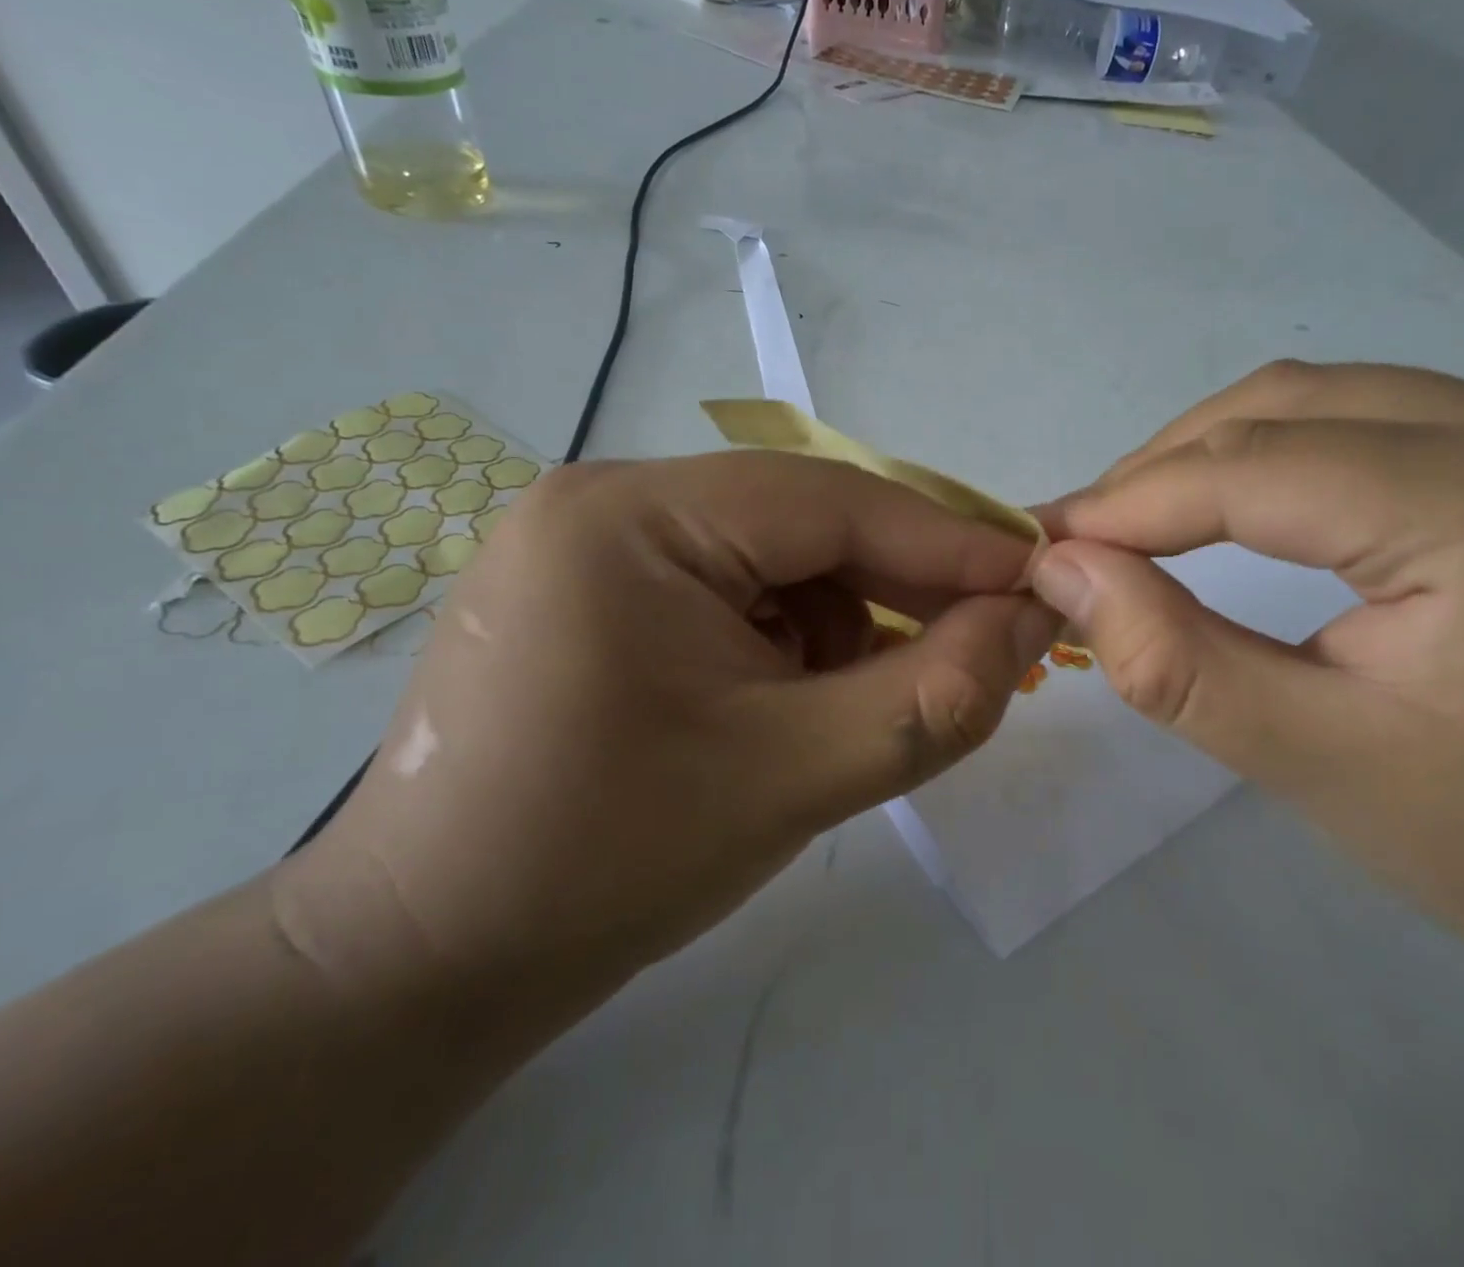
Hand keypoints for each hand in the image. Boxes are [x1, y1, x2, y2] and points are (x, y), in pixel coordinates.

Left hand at [282, 453, 1058, 1019]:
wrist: (425, 964)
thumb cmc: (604, 865)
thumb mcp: (796, 777)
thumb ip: (936, 697)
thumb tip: (1034, 621)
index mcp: (631, 515)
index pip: (831, 501)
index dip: (948, 542)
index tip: (1038, 579)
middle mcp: (607, 500)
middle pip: (802, 523)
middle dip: (899, 588)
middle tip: (984, 644)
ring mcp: (596, 541)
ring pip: (776, 557)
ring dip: (846, 621)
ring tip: (868, 701)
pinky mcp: (599, 588)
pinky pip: (734, 586)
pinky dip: (793, 636)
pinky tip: (800, 701)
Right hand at [1031, 362, 1463, 1053]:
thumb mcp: (1315, 762)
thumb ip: (1171, 660)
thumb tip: (1062, 570)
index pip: (1251, 468)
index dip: (1127, 503)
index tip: (1041, 543)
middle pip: (1284, 406)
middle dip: (1162, 468)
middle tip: (1085, 539)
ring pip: (1323, 401)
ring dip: (1214, 453)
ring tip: (1143, 524)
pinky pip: (1373, 423)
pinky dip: (1280, 458)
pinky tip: (1241, 510)